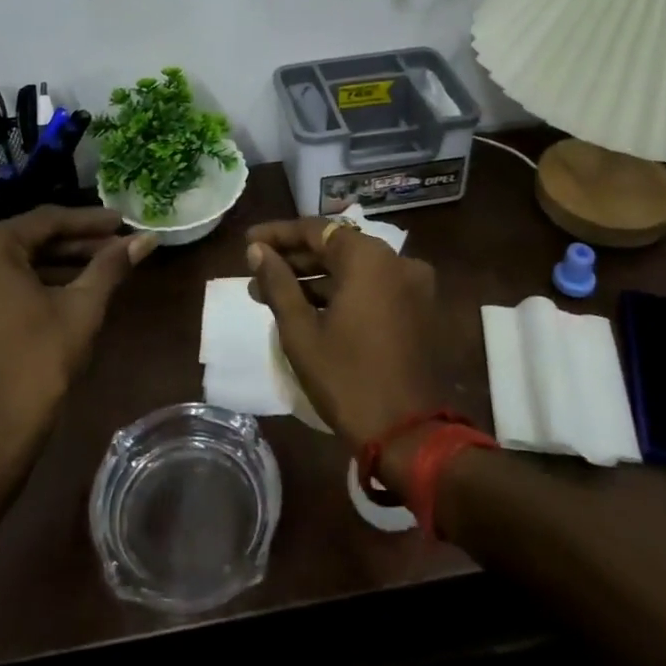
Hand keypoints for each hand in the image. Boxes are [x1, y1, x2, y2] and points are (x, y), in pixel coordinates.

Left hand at [0, 206, 156, 480]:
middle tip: (116, 245)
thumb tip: (147, 239)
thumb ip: (111, 266)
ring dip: (54, 265)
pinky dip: (29, 285)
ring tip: (99, 268)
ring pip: (11, 265)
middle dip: (74, 243)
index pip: (46, 221)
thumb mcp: (81, 309)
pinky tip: (65, 292)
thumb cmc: (37, 366)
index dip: (90, 222)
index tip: (124, 222)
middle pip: (27, 240)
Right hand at [245, 217, 446, 459]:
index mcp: (369, 258)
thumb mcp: (301, 331)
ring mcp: (412, 286)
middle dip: (294, 260)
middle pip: (336, 248)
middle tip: (256, 272)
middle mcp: (396, 261)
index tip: (248, 241)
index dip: (278, 234)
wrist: (410, 436)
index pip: (316, 230)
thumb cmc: (347, 378)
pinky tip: (308, 309)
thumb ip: (278, 283)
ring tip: (271, 294)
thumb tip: (257, 250)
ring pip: (353, 270)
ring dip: (314, 279)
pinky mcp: (417, 310)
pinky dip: (341, 293)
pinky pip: (372, 288)